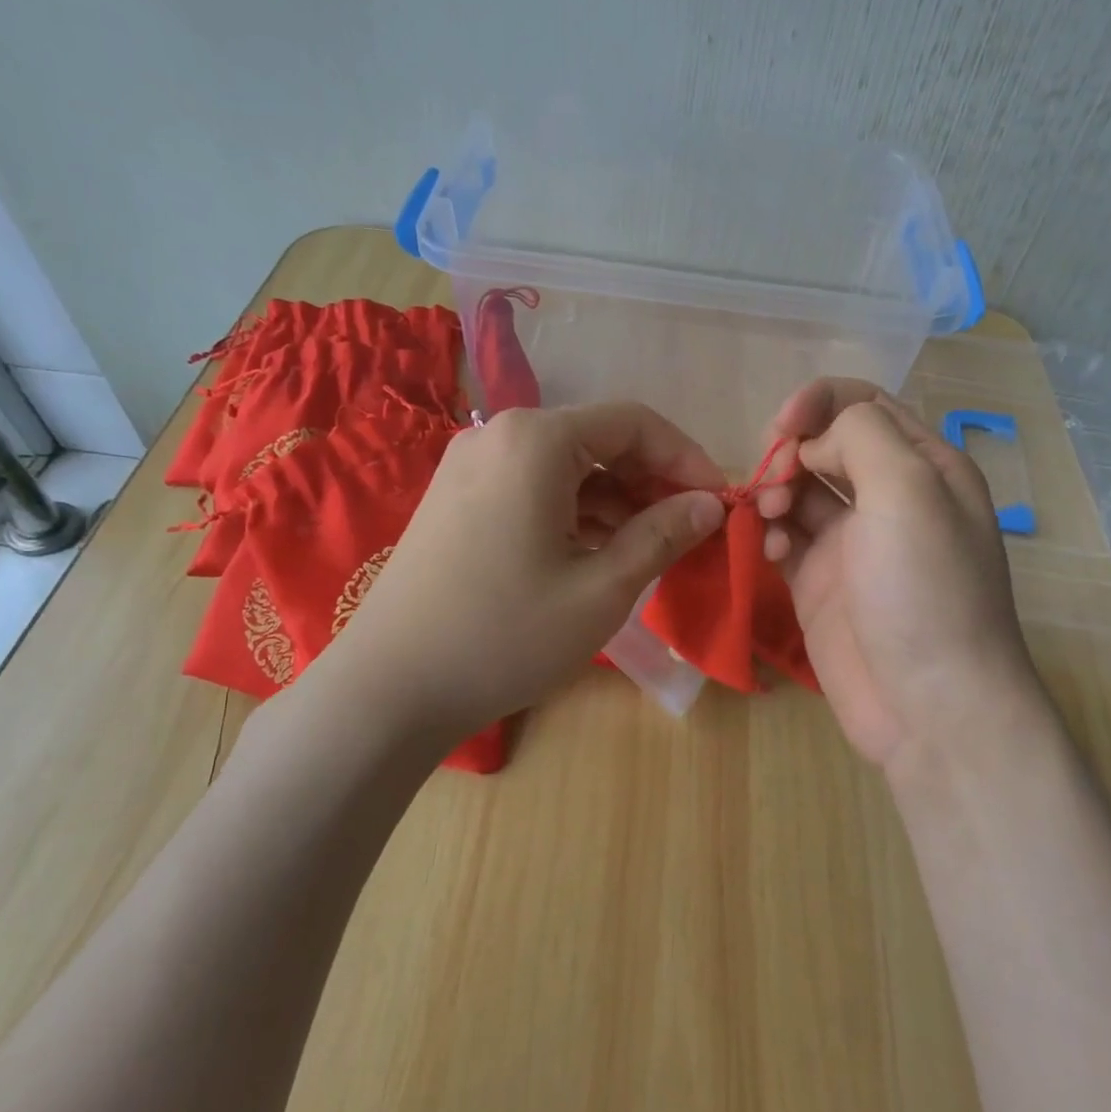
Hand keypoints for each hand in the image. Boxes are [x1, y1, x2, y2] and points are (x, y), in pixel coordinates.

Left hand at [307, 403, 725, 745]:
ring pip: (568, 465)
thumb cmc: (506, 635)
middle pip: (599, 439)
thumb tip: (710, 505)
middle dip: (652, 480)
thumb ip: (663, 535)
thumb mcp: (602, 589)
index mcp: (536, 439)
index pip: (635, 423)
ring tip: (651, 547)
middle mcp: (499, 434)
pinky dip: (576, 511)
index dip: (687, 459)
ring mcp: (472, 465)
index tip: (720, 502)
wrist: (390, 689)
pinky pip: (535, 486)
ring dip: (616, 499)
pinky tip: (599, 551)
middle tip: (690, 529)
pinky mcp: (458, 497)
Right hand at [757, 379, 1045, 775]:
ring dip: (775, 491)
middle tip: (772, 478)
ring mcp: (852, 542)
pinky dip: (770, 533)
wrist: (929, 707)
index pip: (864, 404)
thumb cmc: (926, 589)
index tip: (782, 426)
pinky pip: (784, 537)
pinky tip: (770, 550)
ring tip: (769, 516)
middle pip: (825, 444)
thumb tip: (814, 442)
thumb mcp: (909, 490)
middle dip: (791, 449)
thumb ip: (860, 436)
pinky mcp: (820, 581)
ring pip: (799, 490)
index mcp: (924, 465)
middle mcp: (889, 496)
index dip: (818, 402)